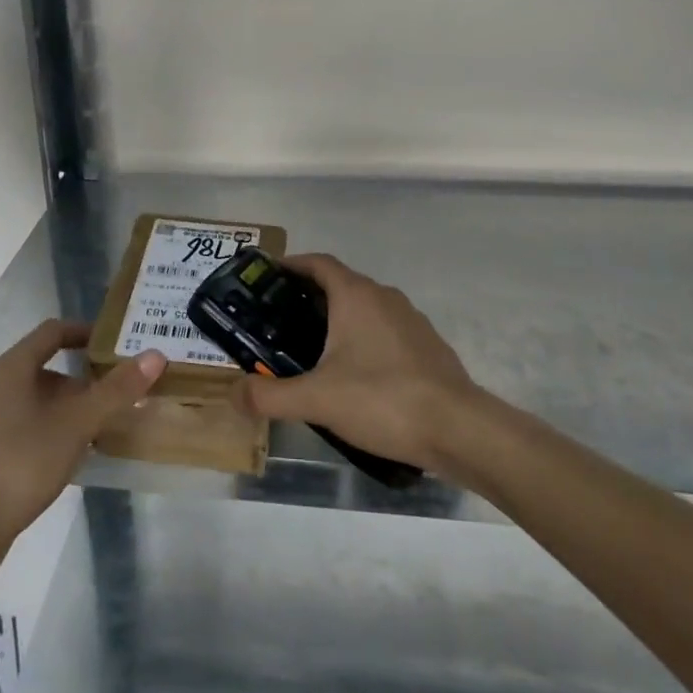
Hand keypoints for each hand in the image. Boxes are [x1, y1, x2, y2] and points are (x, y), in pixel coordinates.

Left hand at [0, 321, 163, 539]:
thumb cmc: (23, 462)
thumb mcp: (78, 424)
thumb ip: (116, 390)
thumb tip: (155, 355)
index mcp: (11, 368)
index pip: (51, 332)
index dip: (83, 332)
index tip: (111, 344)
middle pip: (42, 367)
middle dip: (79, 378)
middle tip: (111, 393)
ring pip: (31, 399)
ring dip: (63, 406)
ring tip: (95, 427)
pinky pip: (20, 424)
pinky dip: (46, 428)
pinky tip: (65, 454)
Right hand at [231, 253, 478, 472]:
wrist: (459, 429)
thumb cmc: (383, 399)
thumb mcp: (317, 399)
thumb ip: (270, 395)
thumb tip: (233, 394)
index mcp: (356, 296)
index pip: (319, 263)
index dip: (292, 265)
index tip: (268, 277)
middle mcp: (384, 298)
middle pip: (340, 285)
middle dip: (309, 297)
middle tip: (279, 322)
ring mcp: (411, 321)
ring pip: (365, 309)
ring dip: (338, 320)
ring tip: (312, 351)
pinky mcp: (428, 347)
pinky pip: (386, 332)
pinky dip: (364, 341)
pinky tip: (355, 376)